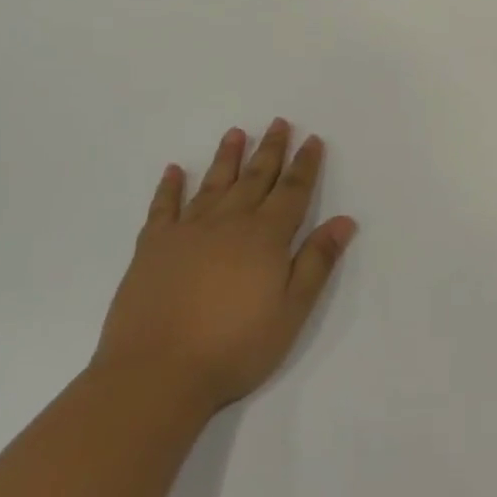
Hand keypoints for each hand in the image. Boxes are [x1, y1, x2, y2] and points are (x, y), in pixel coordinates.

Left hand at [93, 120, 356, 415]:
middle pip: (256, 178)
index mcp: (266, 236)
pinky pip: (163, 207)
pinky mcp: (152, 248)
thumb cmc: (235, 347)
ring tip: (236, 133)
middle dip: (271, 149)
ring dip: (227, 157)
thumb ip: (317, 262)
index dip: (305, 164)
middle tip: (280, 122)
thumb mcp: (292, 311)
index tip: (312, 139)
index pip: (292, 191)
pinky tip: (174, 170)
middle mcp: (229, 223)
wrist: (157, 374)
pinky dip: (169, 187)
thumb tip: (344, 220)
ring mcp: (187, 232)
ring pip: (214, 184)